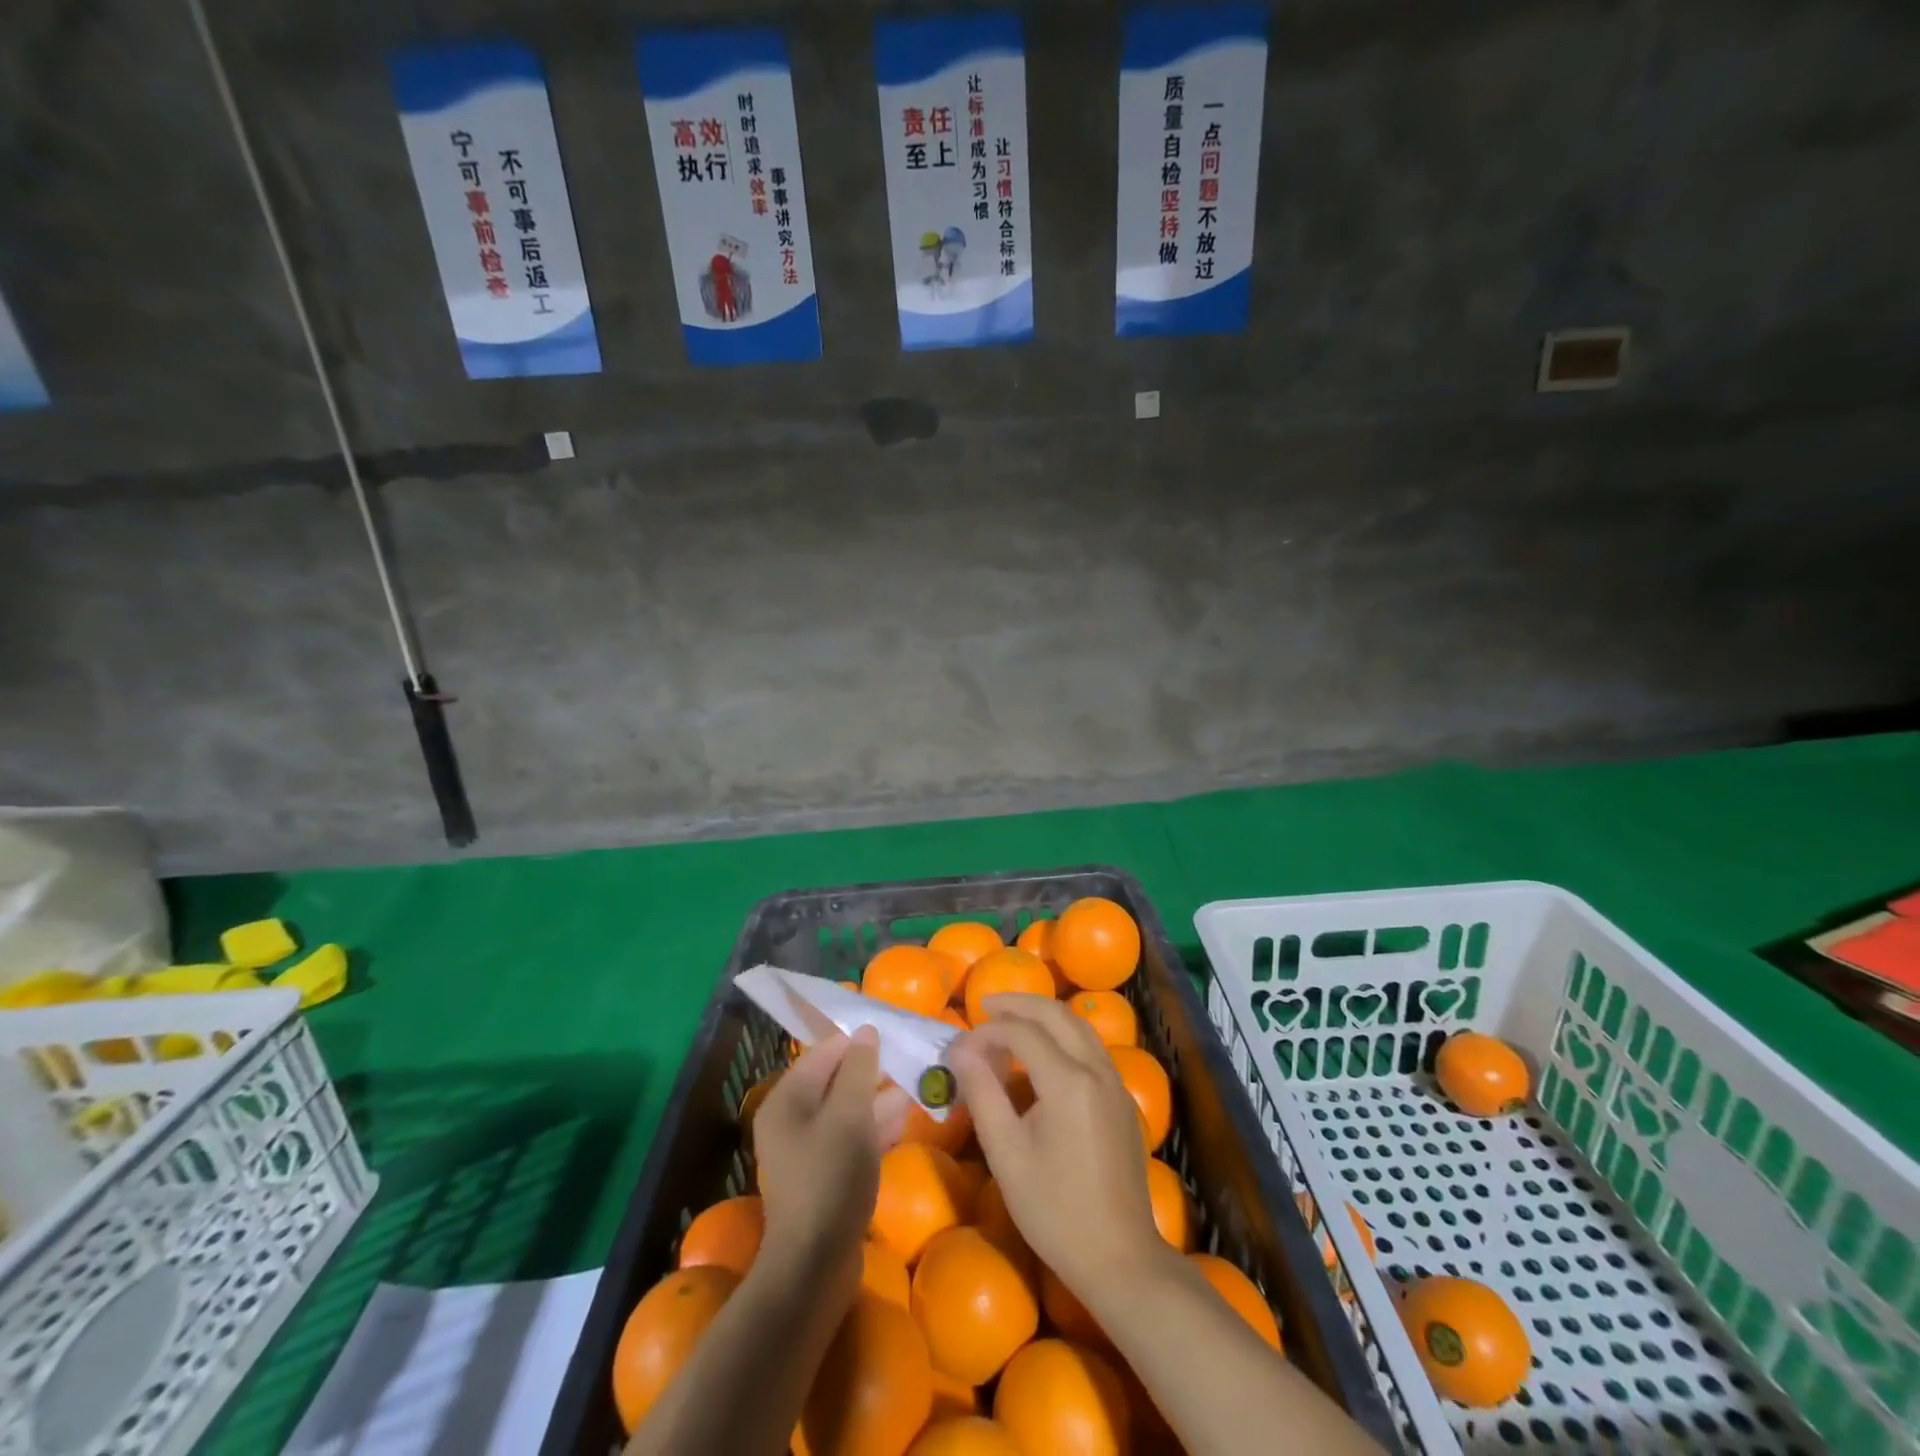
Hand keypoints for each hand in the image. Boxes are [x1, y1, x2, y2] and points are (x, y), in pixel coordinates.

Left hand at [754, 1028, 911, 1301]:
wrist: (815, 1265)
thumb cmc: (830, 1177)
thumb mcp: (850, 1114)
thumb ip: (859, 1069)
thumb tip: (866, 1031)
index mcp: (788, 1098)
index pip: (825, 1051)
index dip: (858, 1041)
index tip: (894, 1034)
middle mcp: (792, 1118)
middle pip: (836, 1079)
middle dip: (872, 1070)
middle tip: (910, 1059)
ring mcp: (808, 1149)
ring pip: (848, 1109)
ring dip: (879, 1098)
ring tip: (915, 1084)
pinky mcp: (826, 1175)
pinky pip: (852, 1137)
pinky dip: (876, 1126)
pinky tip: (905, 1119)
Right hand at [948, 995, 1168, 1292]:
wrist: (1119, 1257)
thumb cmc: (1053, 1210)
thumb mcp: (1006, 1153)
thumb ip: (982, 1092)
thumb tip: (960, 1049)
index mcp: (1068, 1081)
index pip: (1023, 1032)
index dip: (989, 1030)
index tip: (962, 1044)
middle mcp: (1097, 1069)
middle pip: (1057, 1014)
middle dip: (1019, 1004)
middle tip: (986, 1007)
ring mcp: (1115, 1082)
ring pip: (1079, 1026)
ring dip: (1044, 1015)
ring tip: (1011, 1020)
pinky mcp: (1121, 1098)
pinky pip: (1091, 1047)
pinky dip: (1063, 1034)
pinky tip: (1044, 1051)